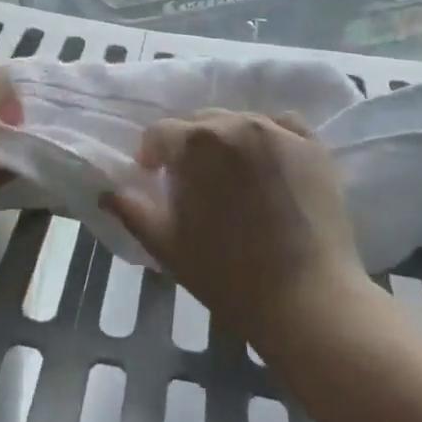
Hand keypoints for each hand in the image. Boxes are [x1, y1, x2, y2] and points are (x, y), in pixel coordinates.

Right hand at [104, 110, 376, 345]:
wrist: (308, 301)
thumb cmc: (228, 275)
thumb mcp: (166, 244)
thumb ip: (130, 210)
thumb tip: (107, 190)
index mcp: (196, 142)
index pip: (160, 133)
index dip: (150, 155)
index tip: (153, 179)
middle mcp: (237, 123)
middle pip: (199, 121)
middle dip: (187, 145)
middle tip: (190, 181)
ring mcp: (279, 132)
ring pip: (239, 121)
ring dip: (225, 140)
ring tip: (229, 174)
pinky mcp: (314, 147)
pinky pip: (282, 124)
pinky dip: (268, 135)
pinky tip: (267, 160)